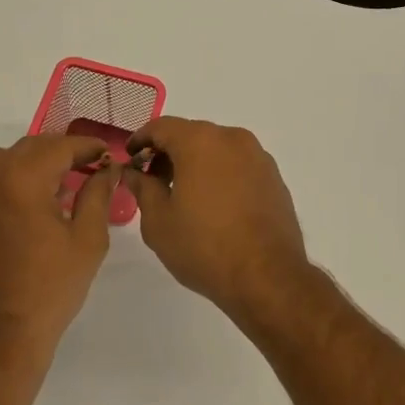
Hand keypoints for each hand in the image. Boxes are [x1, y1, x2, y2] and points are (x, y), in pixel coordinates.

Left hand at [0, 135, 118, 366]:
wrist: (1, 338)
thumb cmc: (51, 289)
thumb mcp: (87, 240)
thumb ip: (97, 195)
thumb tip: (107, 170)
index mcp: (23, 181)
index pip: (59, 147)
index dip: (87, 147)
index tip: (108, 154)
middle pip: (32, 147)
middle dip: (63, 150)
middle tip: (91, 165)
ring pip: (7, 158)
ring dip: (35, 159)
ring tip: (62, 179)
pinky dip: (15, 175)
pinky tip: (37, 199)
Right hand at [124, 118, 311, 323]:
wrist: (267, 276)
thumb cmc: (204, 246)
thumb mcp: (158, 221)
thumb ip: (143, 188)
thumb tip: (134, 172)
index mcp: (200, 141)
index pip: (162, 127)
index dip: (141, 139)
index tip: (130, 158)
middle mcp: (231, 138)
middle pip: (191, 134)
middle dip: (168, 152)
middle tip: (152, 180)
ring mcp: (257, 156)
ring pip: (217, 148)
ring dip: (196, 162)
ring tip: (183, 194)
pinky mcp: (273, 177)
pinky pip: (238, 164)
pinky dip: (220, 173)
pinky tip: (214, 203)